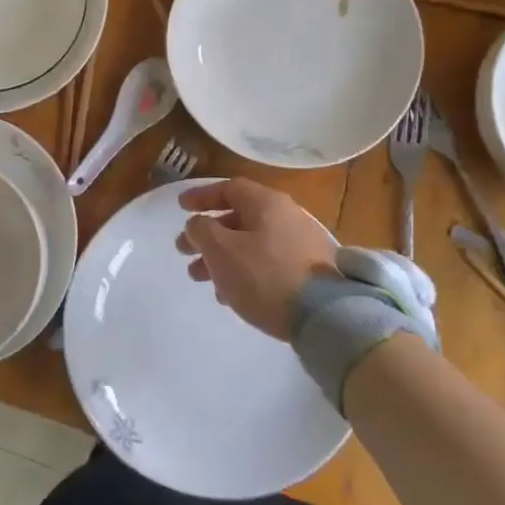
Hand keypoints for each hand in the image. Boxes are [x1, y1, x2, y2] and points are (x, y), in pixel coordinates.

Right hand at [178, 179, 337, 340]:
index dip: (201, 196)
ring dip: (222, 257)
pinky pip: (267, 263)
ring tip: (201, 278)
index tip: (180, 209)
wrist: (324, 315)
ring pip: (251, 243)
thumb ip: (201, 230)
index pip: (229, 188)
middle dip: (207, 234)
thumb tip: (198, 223)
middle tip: (184, 252)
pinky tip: (230, 294)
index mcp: (266, 203)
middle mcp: (287, 216)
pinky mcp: (309, 272)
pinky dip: (243, 271)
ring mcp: (301, 244)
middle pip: (238, 218)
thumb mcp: (221, 250)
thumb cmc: (264, 275)